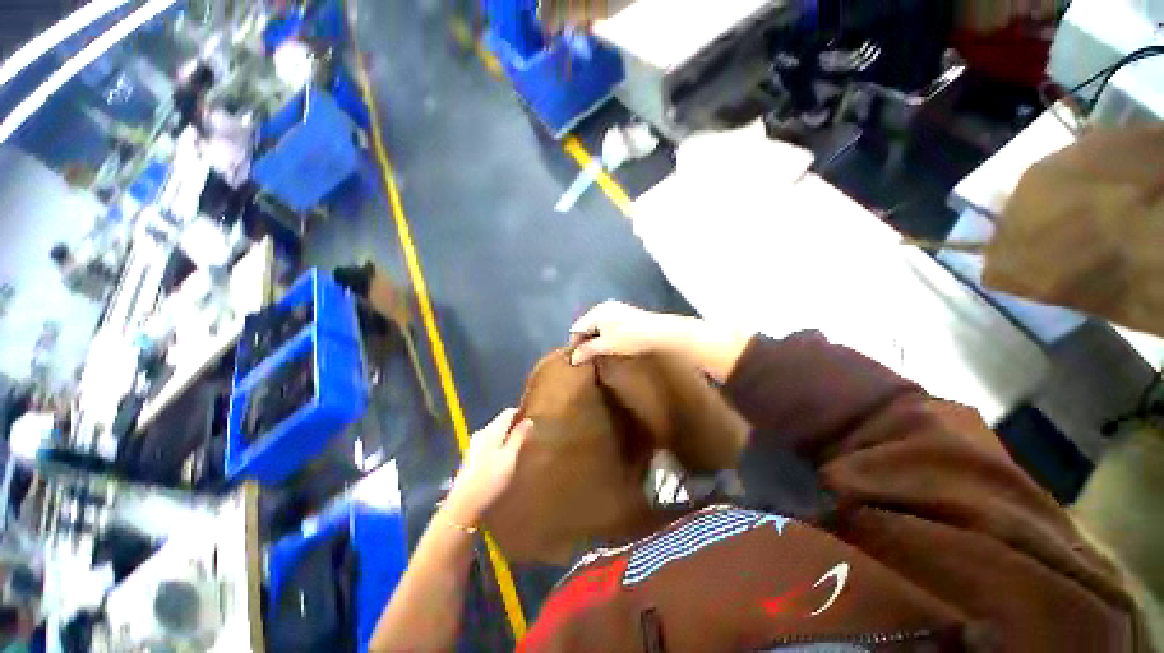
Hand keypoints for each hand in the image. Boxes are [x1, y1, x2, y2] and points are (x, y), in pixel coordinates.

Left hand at [445, 409, 531, 526]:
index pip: (508, 413)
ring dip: (508, 438)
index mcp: (490, 431)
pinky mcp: (472, 459)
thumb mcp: (509, 458)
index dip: (522, 413)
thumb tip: (528, 420)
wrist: (463, 509)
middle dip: (516, 426)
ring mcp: (474, 447)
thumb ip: (519, 437)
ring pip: (496, 435)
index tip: (535, 420)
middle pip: (501, 423)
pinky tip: (507, 460)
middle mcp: (480, 434)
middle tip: (531, 435)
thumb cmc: (490, 481)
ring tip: (522, 448)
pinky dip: (500, 448)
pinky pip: (491, 445)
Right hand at [568, 301, 680, 365]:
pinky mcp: (626, 314)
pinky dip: (605, 336)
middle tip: (587, 359)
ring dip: (595, 340)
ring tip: (599, 355)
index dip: (574, 345)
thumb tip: (573, 359)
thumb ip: (587, 350)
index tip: (577, 361)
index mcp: (596, 312)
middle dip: (584, 342)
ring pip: (598, 326)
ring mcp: (616, 309)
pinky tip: (611, 346)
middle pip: (587, 326)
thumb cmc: (629, 338)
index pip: (576, 328)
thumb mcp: (606, 346)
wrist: (660, 332)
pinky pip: (607, 325)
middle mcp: (603, 307)